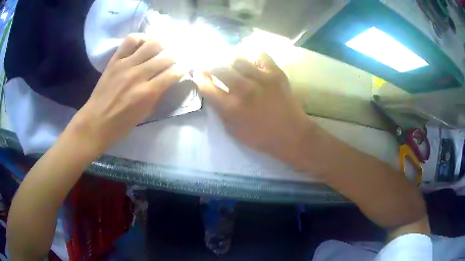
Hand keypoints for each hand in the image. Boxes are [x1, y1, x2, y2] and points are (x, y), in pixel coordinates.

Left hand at [72, 34, 183, 150]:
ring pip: (151, 44)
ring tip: (160, 49)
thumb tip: (167, 79)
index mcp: (148, 93)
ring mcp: (126, 65)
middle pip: (166, 56)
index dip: (182, 69)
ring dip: (161, 45)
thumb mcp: (145, 114)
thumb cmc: (121, 123)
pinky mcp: (115, 60)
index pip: (173, 73)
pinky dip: (140, 38)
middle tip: (173, 59)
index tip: (182, 68)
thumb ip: (158, 95)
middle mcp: (139, 75)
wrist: (96, 121)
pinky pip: (130, 40)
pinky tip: (143, 44)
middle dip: (174, 57)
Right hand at [194, 54, 312, 164]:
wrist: (291, 135)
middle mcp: (243, 89)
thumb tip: (213, 95)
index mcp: (231, 107)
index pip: (207, 86)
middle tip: (214, 67)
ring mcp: (261, 79)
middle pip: (219, 68)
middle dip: (212, 66)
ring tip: (232, 63)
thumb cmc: (261, 137)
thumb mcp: (234, 131)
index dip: (199, 78)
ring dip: (231, 60)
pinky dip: (254, 55)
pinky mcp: (276, 73)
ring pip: (238, 59)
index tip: (198, 74)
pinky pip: (261, 55)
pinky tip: (252, 60)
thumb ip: (221, 112)